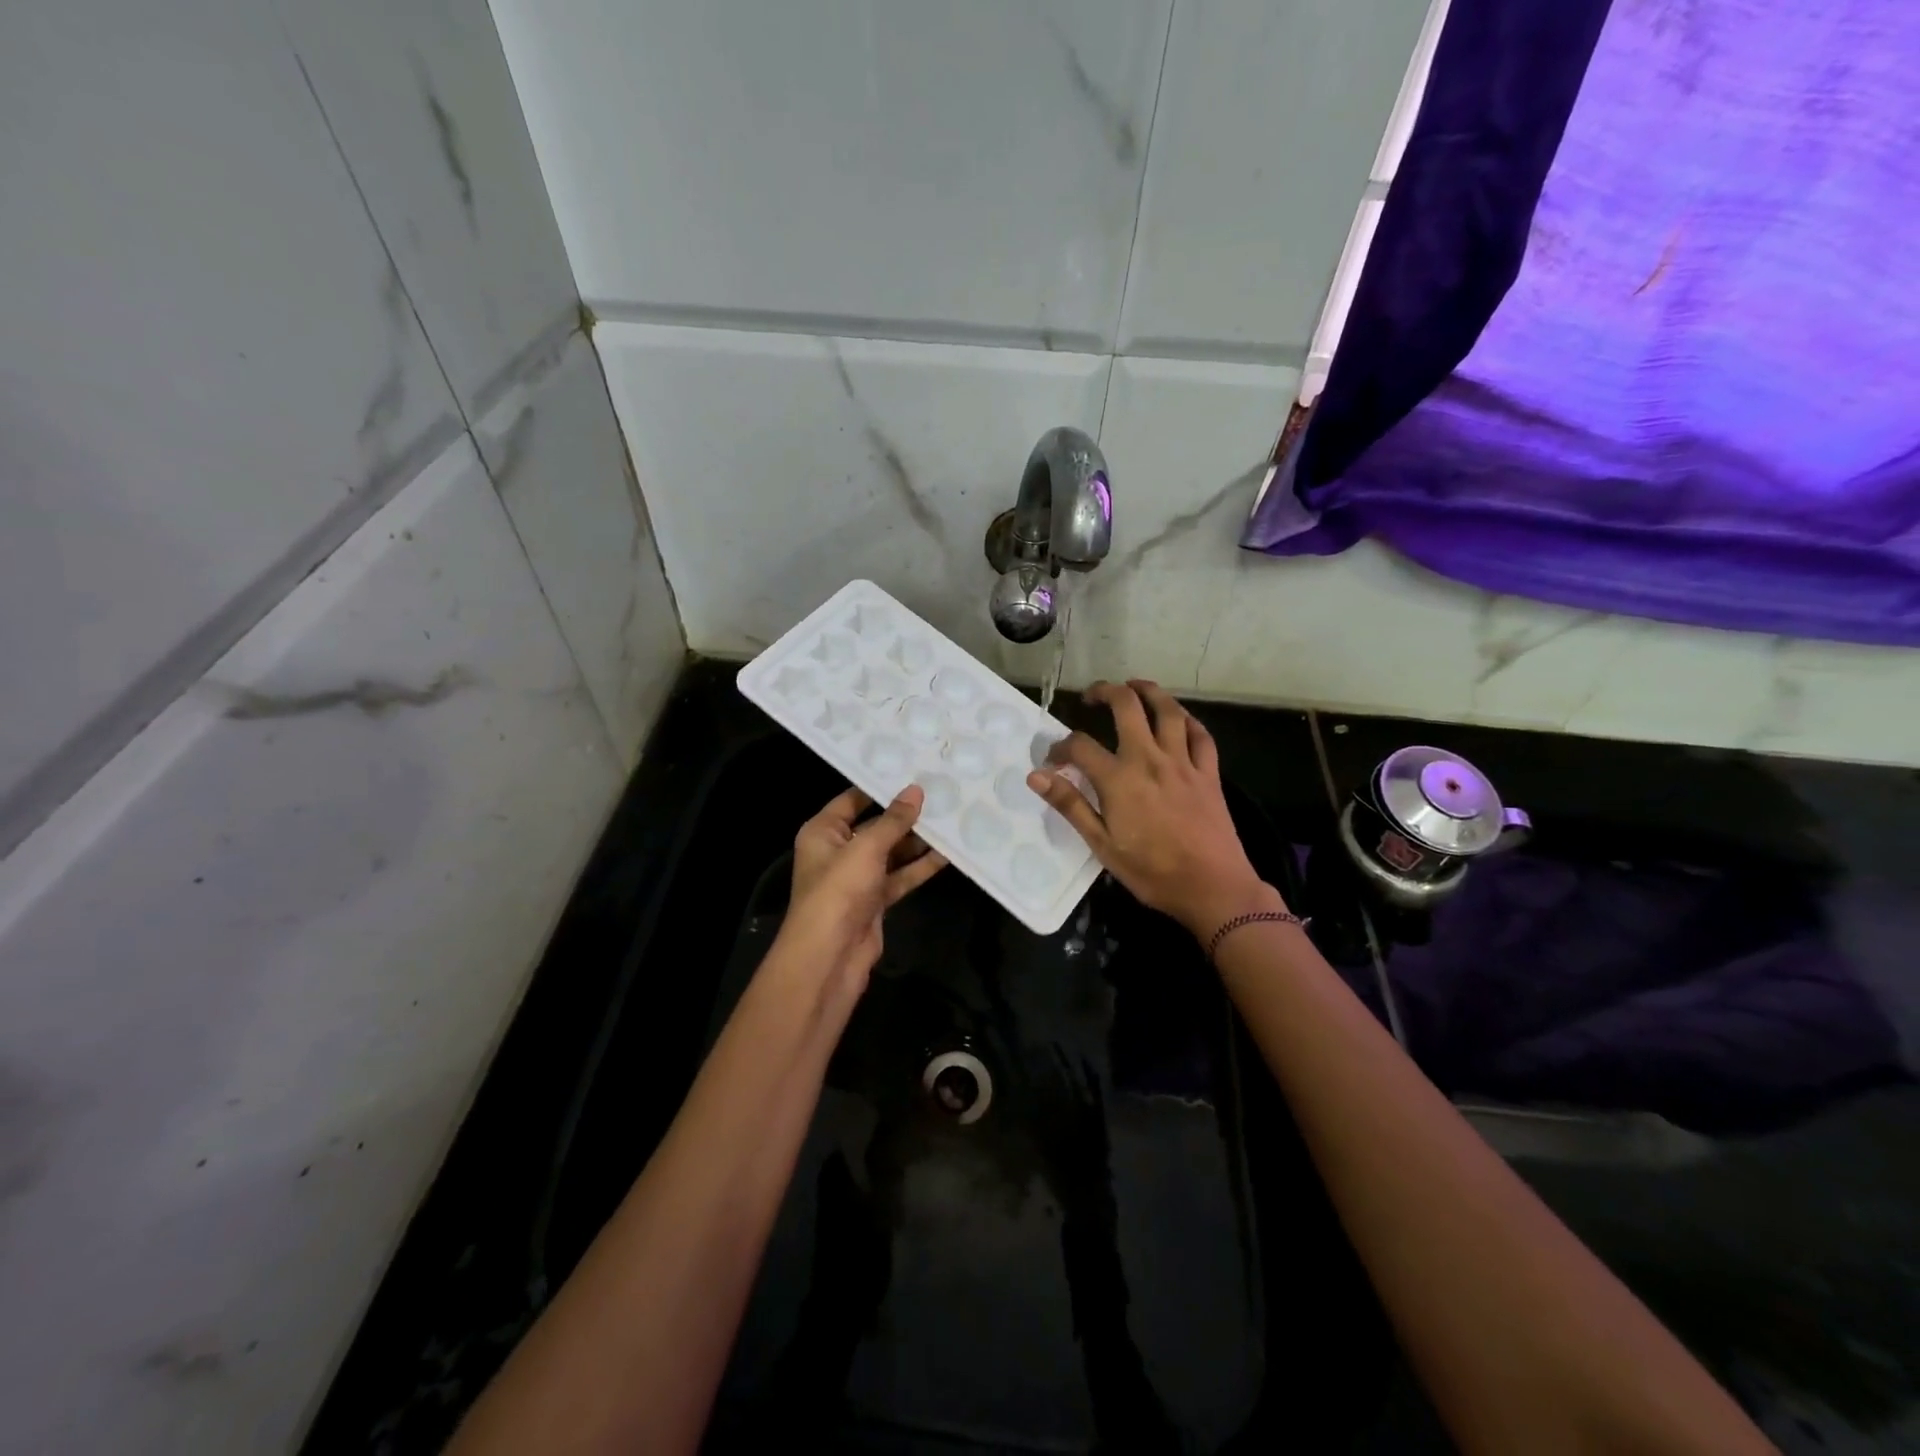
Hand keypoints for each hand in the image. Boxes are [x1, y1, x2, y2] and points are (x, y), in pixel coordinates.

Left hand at [777, 785, 947, 985]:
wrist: (829, 957)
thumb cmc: (839, 891)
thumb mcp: (866, 848)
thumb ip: (894, 820)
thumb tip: (916, 790)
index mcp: (823, 832)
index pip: (853, 799)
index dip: (881, 785)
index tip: (914, 770)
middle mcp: (838, 850)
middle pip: (876, 825)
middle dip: (906, 814)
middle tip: (942, 793)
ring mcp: (858, 877)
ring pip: (892, 852)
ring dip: (918, 841)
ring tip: (951, 818)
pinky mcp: (875, 900)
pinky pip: (900, 876)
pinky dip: (920, 867)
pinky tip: (948, 854)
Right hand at [1027, 680, 1282, 937]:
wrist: (1213, 888)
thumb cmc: (1152, 872)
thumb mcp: (1102, 845)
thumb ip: (1070, 805)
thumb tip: (1036, 776)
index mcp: (1119, 779)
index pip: (1080, 746)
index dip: (1060, 747)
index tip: (1053, 760)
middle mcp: (1150, 759)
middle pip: (1127, 706)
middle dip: (1106, 692)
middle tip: (1092, 696)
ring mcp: (1184, 763)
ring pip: (1168, 711)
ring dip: (1149, 691)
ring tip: (1134, 686)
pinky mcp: (1209, 773)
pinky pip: (1200, 735)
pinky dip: (1187, 720)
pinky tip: (1177, 718)